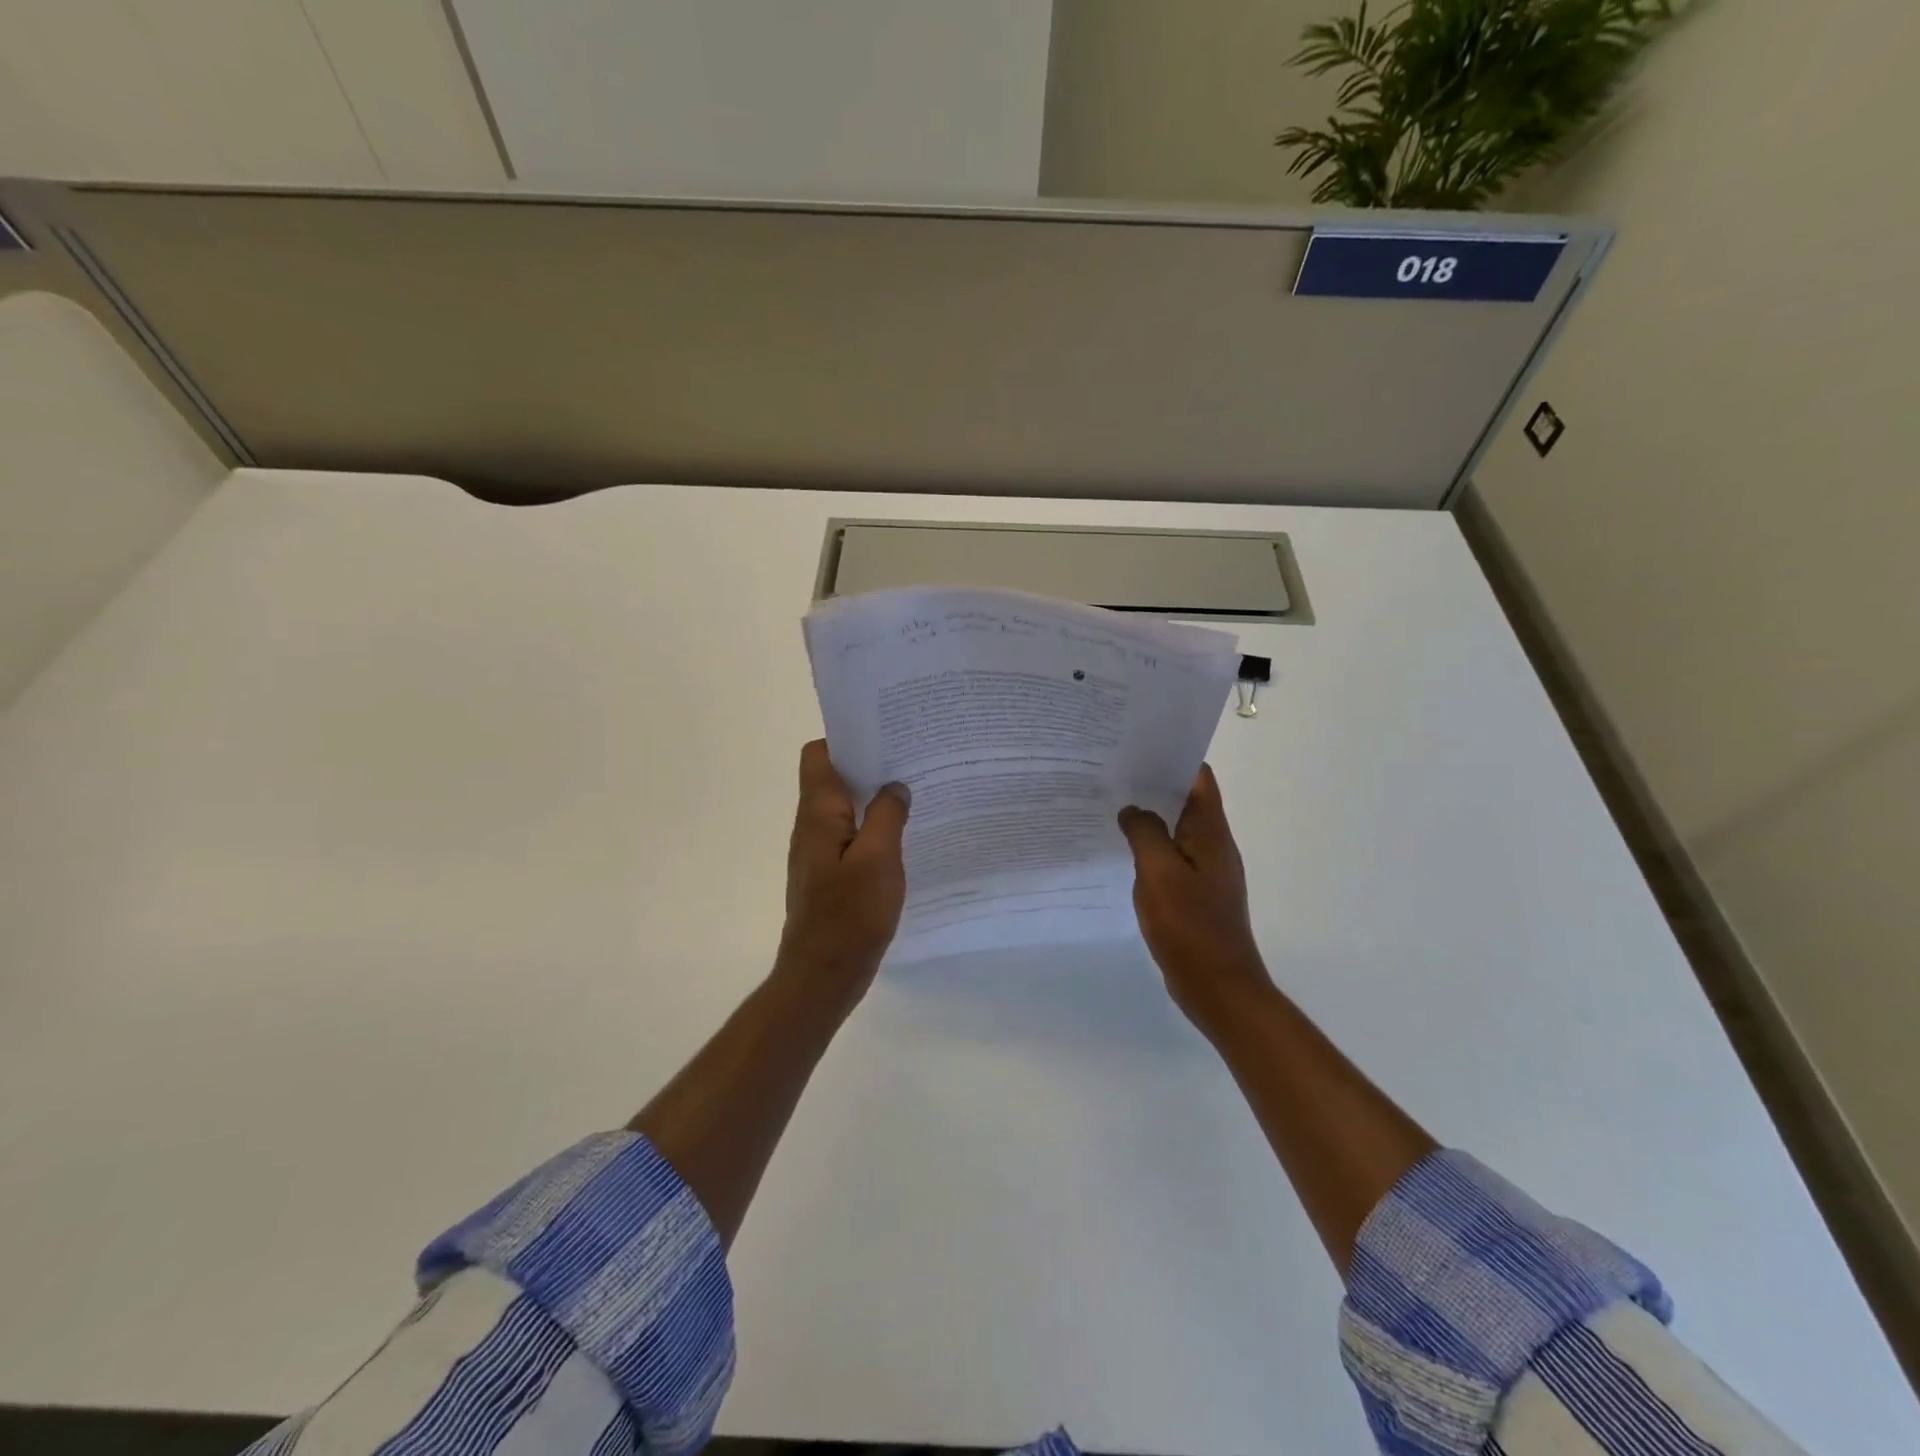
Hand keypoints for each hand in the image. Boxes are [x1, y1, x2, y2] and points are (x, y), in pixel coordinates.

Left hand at [778, 740, 911, 1000]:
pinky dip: (874, 828)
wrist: (823, 975)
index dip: (846, 739)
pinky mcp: (831, 875)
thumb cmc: (849, 915)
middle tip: (911, 759)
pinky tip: (904, 836)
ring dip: (874, 797)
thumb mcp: (878, 859)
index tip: (884, 734)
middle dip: (869, 765)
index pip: (818, 755)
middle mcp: (813, 826)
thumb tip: (895, 786)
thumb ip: (887, 815)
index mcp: (818, 814)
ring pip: (845, 808)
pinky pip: (852, 836)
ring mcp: (820, 852)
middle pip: (834, 778)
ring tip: (914, 791)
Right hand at [1119, 764, 1274, 1032]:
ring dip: (1151, 817)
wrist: (1218, 986)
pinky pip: (1173, 858)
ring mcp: (1208, 871)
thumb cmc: (1190, 925)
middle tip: (1113, 775)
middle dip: (1154, 785)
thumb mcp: (1159, 873)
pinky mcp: (1198, 894)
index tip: (1137, 748)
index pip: (1199, 778)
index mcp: (1210, 832)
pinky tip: (1124, 853)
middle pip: (1187, 801)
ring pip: (1178, 830)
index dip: (1173, 758)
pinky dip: (1152, 848)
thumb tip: (1132, 810)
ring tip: (1112, 807)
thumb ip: (1144, 834)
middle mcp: (1214, 845)